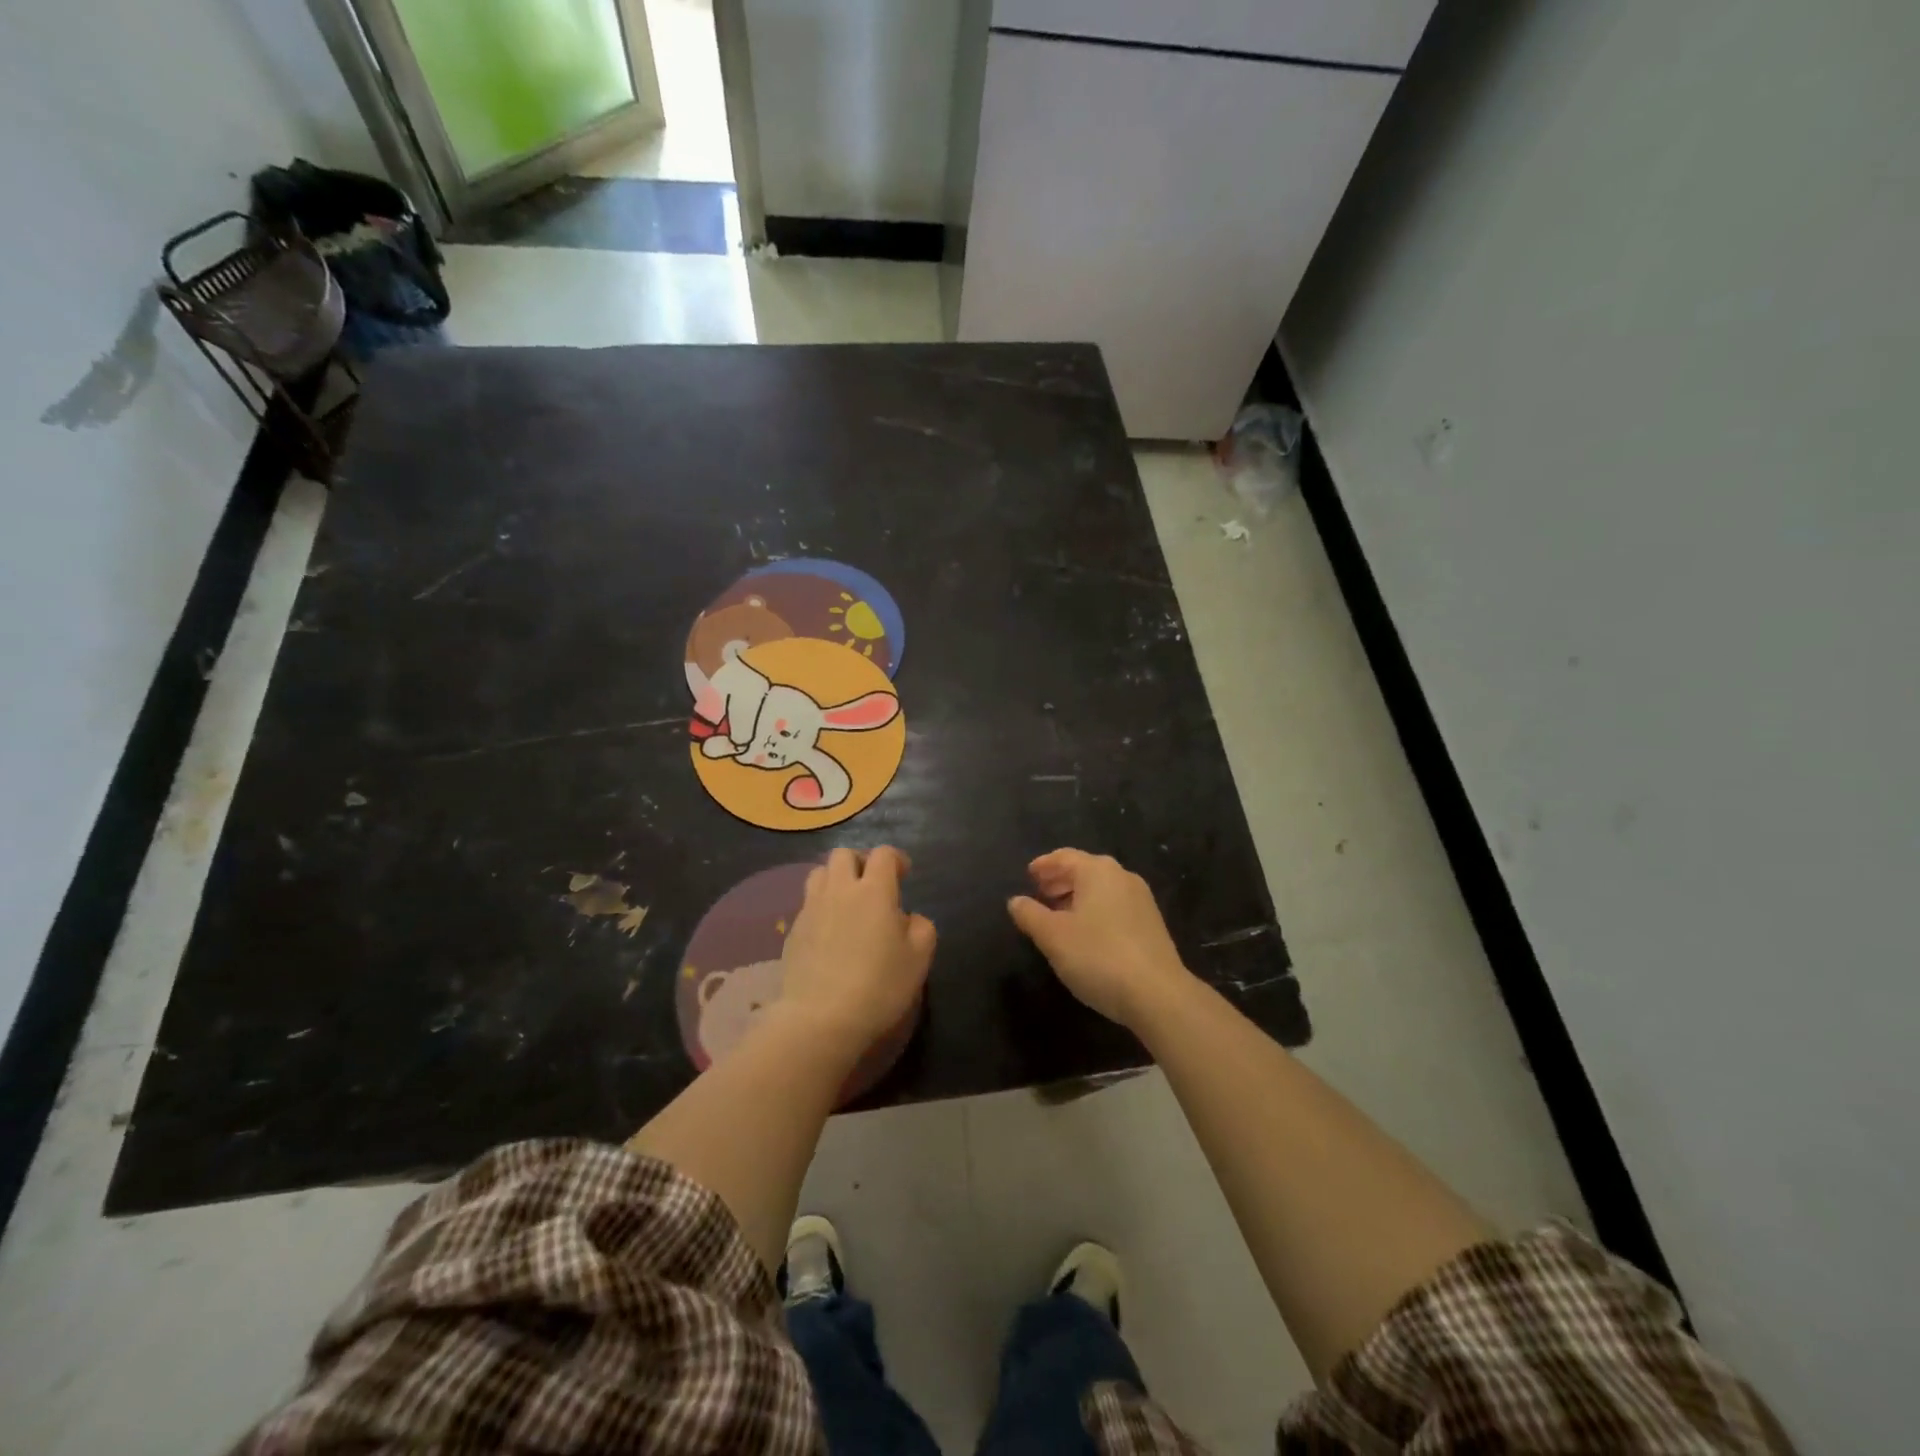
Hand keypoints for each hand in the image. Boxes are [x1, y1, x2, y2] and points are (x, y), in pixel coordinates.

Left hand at [778, 847, 934, 1054]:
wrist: (820, 1017)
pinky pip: (807, 904)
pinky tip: (829, 933)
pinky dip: (820, 907)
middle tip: (872, 885)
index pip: (883, 854)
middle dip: (860, 862)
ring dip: (835, 879)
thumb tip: (909, 918)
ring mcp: (811, 908)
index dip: (895, 858)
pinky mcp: (792, 930)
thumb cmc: (878, 986)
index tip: (904, 875)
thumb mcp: (919, 959)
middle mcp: (840, 890)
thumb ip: (921, 928)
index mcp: (874, 891)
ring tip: (847, 903)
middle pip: (844, 854)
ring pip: (819, 873)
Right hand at [1008, 849, 1194, 1030]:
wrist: (1158, 994)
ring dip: (1077, 897)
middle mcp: (1122, 877)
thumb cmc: (1098, 956)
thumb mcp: (1053, 937)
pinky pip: (1115, 906)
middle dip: (1060, 880)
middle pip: (1085, 870)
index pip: (1064, 857)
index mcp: (1098, 871)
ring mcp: (1141, 900)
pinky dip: (1095, 910)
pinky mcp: (1151, 924)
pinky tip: (1085, 933)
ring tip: (1058, 916)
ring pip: (1101, 889)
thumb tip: (1015, 901)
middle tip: (1039, 893)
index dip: (1044, 865)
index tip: (1028, 875)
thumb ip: (1030, 915)